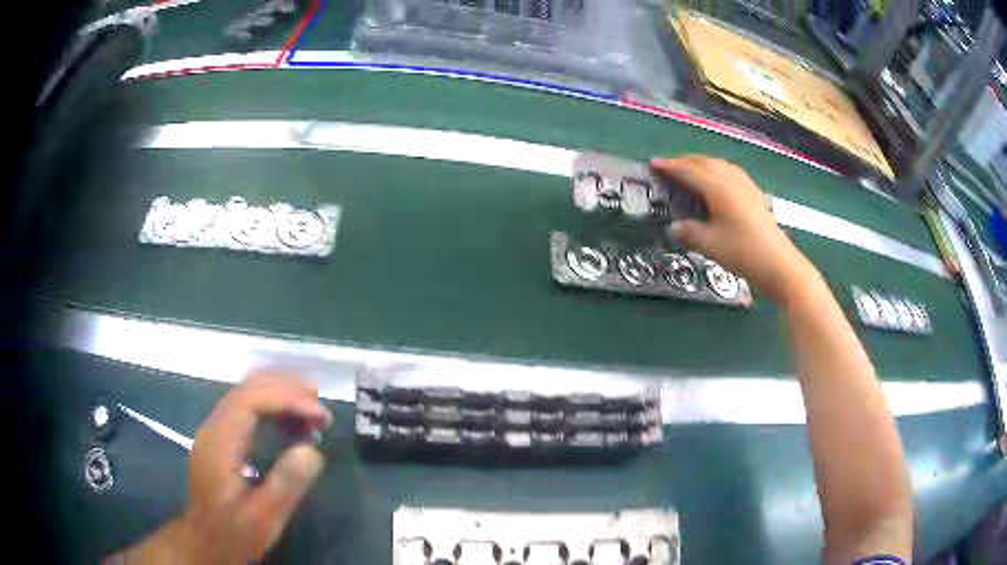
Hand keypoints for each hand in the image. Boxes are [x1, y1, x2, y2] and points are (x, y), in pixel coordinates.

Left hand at [180, 371, 331, 563]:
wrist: (206, 543)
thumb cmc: (234, 533)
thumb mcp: (263, 518)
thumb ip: (285, 484)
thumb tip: (311, 450)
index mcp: (219, 442)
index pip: (251, 399)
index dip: (288, 398)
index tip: (320, 415)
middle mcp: (214, 427)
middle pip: (248, 388)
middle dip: (286, 389)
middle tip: (321, 406)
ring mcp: (216, 431)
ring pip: (247, 395)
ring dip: (280, 396)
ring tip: (313, 413)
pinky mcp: (221, 439)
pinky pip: (246, 410)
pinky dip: (272, 408)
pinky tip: (291, 425)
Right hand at [651, 156, 818, 304]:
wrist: (779, 264)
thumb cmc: (742, 252)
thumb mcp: (709, 244)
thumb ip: (689, 231)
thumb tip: (676, 226)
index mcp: (717, 187)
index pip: (688, 171)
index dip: (670, 167)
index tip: (653, 164)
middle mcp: (731, 179)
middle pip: (704, 162)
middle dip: (684, 161)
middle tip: (668, 167)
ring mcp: (746, 185)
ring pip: (719, 165)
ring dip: (701, 164)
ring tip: (689, 170)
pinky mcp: (755, 194)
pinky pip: (730, 172)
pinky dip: (716, 171)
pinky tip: (716, 181)